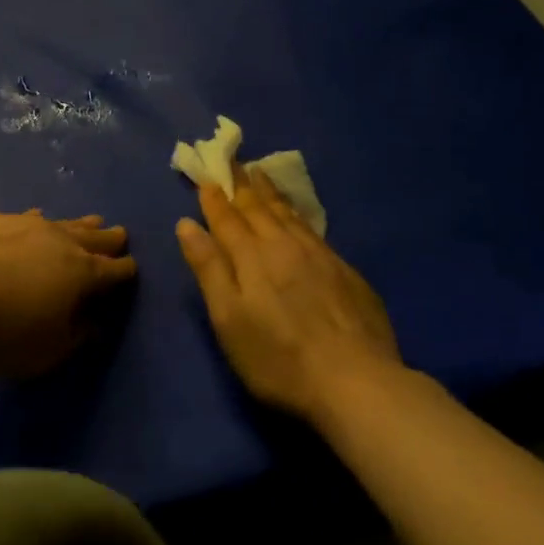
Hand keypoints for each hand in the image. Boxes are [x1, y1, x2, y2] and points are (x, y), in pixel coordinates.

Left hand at [0, 210, 136, 376]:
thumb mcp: (43, 352)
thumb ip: (74, 338)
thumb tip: (94, 324)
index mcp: (82, 273)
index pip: (115, 270)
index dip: (126, 272)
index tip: (131, 271)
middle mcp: (60, 240)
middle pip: (94, 237)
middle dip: (110, 239)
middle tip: (120, 235)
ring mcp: (25, 223)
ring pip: (63, 221)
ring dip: (79, 224)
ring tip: (90, 221)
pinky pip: (27, 218)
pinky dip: (38, 222)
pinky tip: (33, 221)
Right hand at [176, 168, 401, 421]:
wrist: (357, 381)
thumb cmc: (278, 358)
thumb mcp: (229, 319)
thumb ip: (209, 268)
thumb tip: (187, 224)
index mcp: (252, 256)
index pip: (228, 218)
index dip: (214, 199)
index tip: (206, 178)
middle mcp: (284, 245)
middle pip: (259, 208)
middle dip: (242, 185)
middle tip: (235, 163)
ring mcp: (320, 255)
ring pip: (288, 214)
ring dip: (270, 193)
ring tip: (261, 175)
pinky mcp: (345, 270)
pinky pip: (312, 228)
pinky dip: (297, 214)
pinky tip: (297, 215)